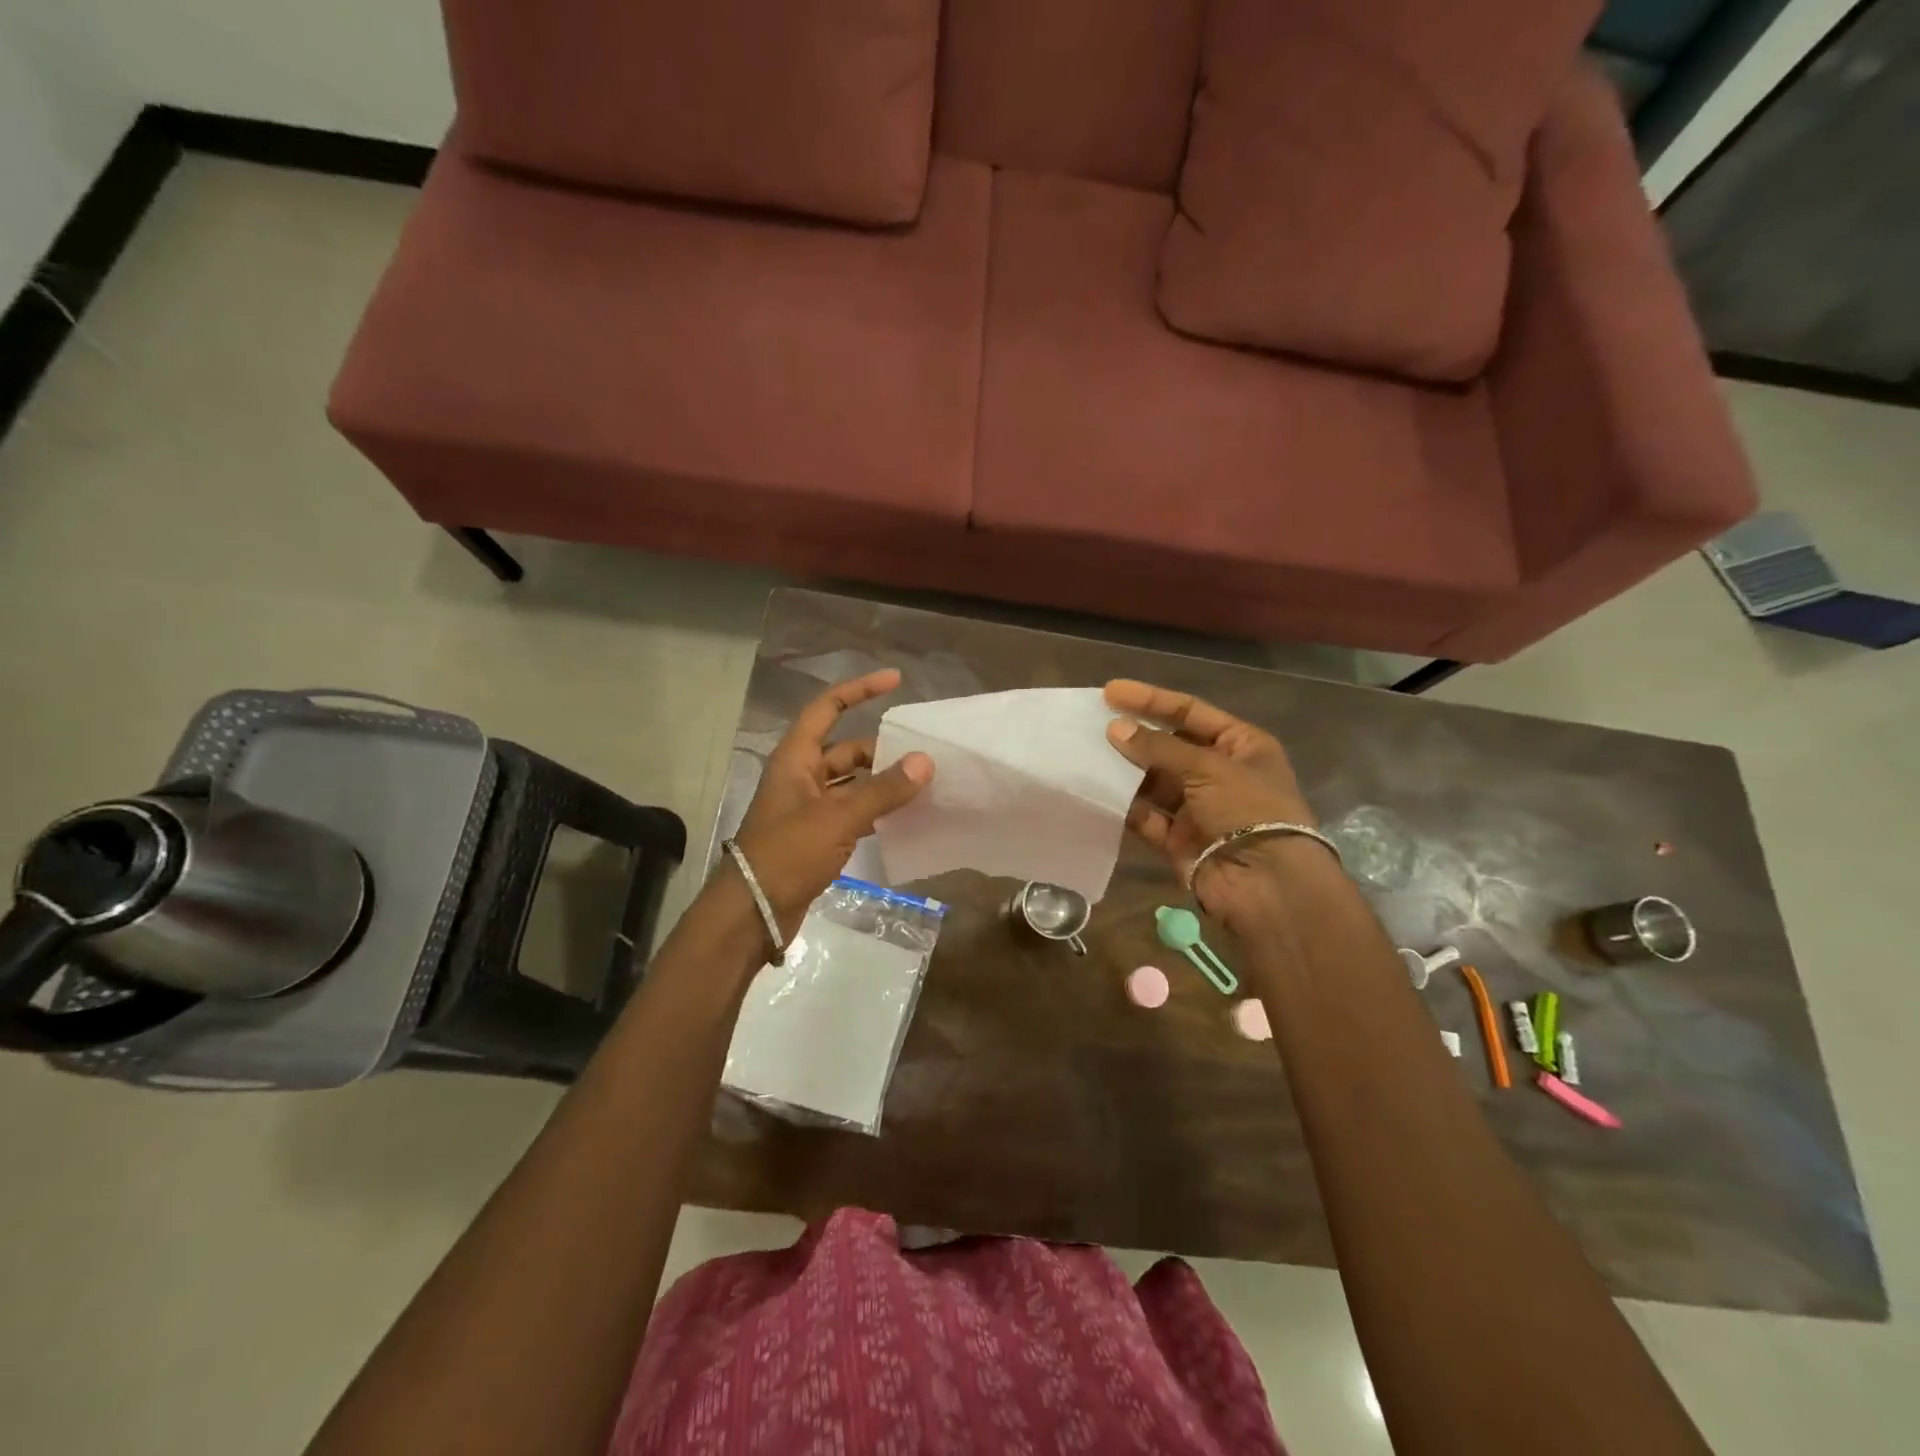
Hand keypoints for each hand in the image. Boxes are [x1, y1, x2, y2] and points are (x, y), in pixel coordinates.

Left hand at [728, 669, 931, 939]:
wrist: (754, 910)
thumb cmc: (788, 852)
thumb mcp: (837, 818)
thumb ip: (883, 790)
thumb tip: (925, 761)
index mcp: (796, 758)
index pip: (828, 707)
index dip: (859, 690)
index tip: (895, 680)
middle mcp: (802, 776)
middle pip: (848, 749)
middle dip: (883, 750)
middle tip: (924, 755)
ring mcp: (810, 808)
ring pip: (854, 783)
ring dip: (883, 783)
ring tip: (924, 784)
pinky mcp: (818, 836)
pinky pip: (853, 812)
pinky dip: (877, 811)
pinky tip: (906, 816)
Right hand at [1103, 680, 1326, 929]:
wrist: (1266, 884)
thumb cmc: (1248, 810)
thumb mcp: (1208, 767)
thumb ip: (1158, 747)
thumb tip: (1114, 728)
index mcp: (1241, 745)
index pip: (1190, 711)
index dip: (1151, 700)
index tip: (1111, 692)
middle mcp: (1220, 773)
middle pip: (1169, 745)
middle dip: (1134, 736)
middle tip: (1093, 724)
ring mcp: (1198, 808)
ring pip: (1154, 781)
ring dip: (1125, 770)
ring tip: (1087, 755)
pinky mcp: (1179, 839)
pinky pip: (1146, 816)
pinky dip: (1125, 806)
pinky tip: (1097, 792)